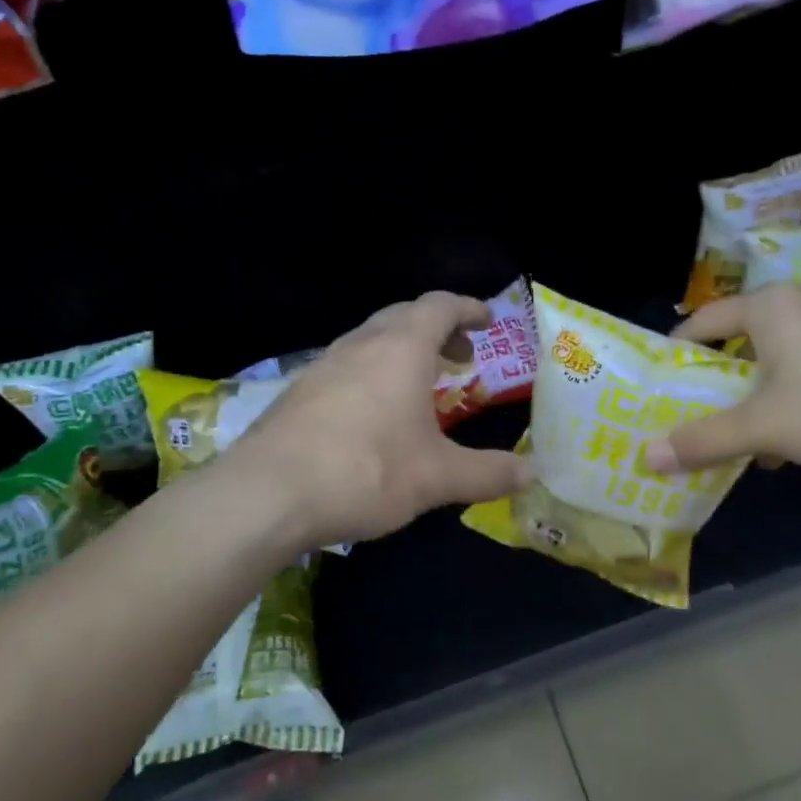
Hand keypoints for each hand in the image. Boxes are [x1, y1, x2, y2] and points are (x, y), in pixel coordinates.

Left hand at [226, 292, 533, 549]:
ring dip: (403, 350)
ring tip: (421, 385)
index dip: (468, 308)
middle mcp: (361, 345)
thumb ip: (489, 473)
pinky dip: (373, 372)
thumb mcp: (438, 477)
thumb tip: (533, 474)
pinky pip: (347, 365)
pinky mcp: (299, 391)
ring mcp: (324, 365)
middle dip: (438, 328)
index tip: (488, 320)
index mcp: (401, 349)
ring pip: (371, 339)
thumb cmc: (366, 471)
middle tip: (461, 355)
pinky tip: (374, 413)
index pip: (440, 306)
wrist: (267, 494)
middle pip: (404, 316)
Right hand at [642, 284, 800, 475]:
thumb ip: (704, 440)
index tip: (663, 379)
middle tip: (704, 410)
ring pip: (784, 352)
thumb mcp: (764, 428)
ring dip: (762, 389)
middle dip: (723, 377)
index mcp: (771, 306)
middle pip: (744, 336)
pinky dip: (799, 389)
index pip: (705, 319)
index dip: (678, 349)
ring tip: (754, 430)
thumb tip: (647, 456)